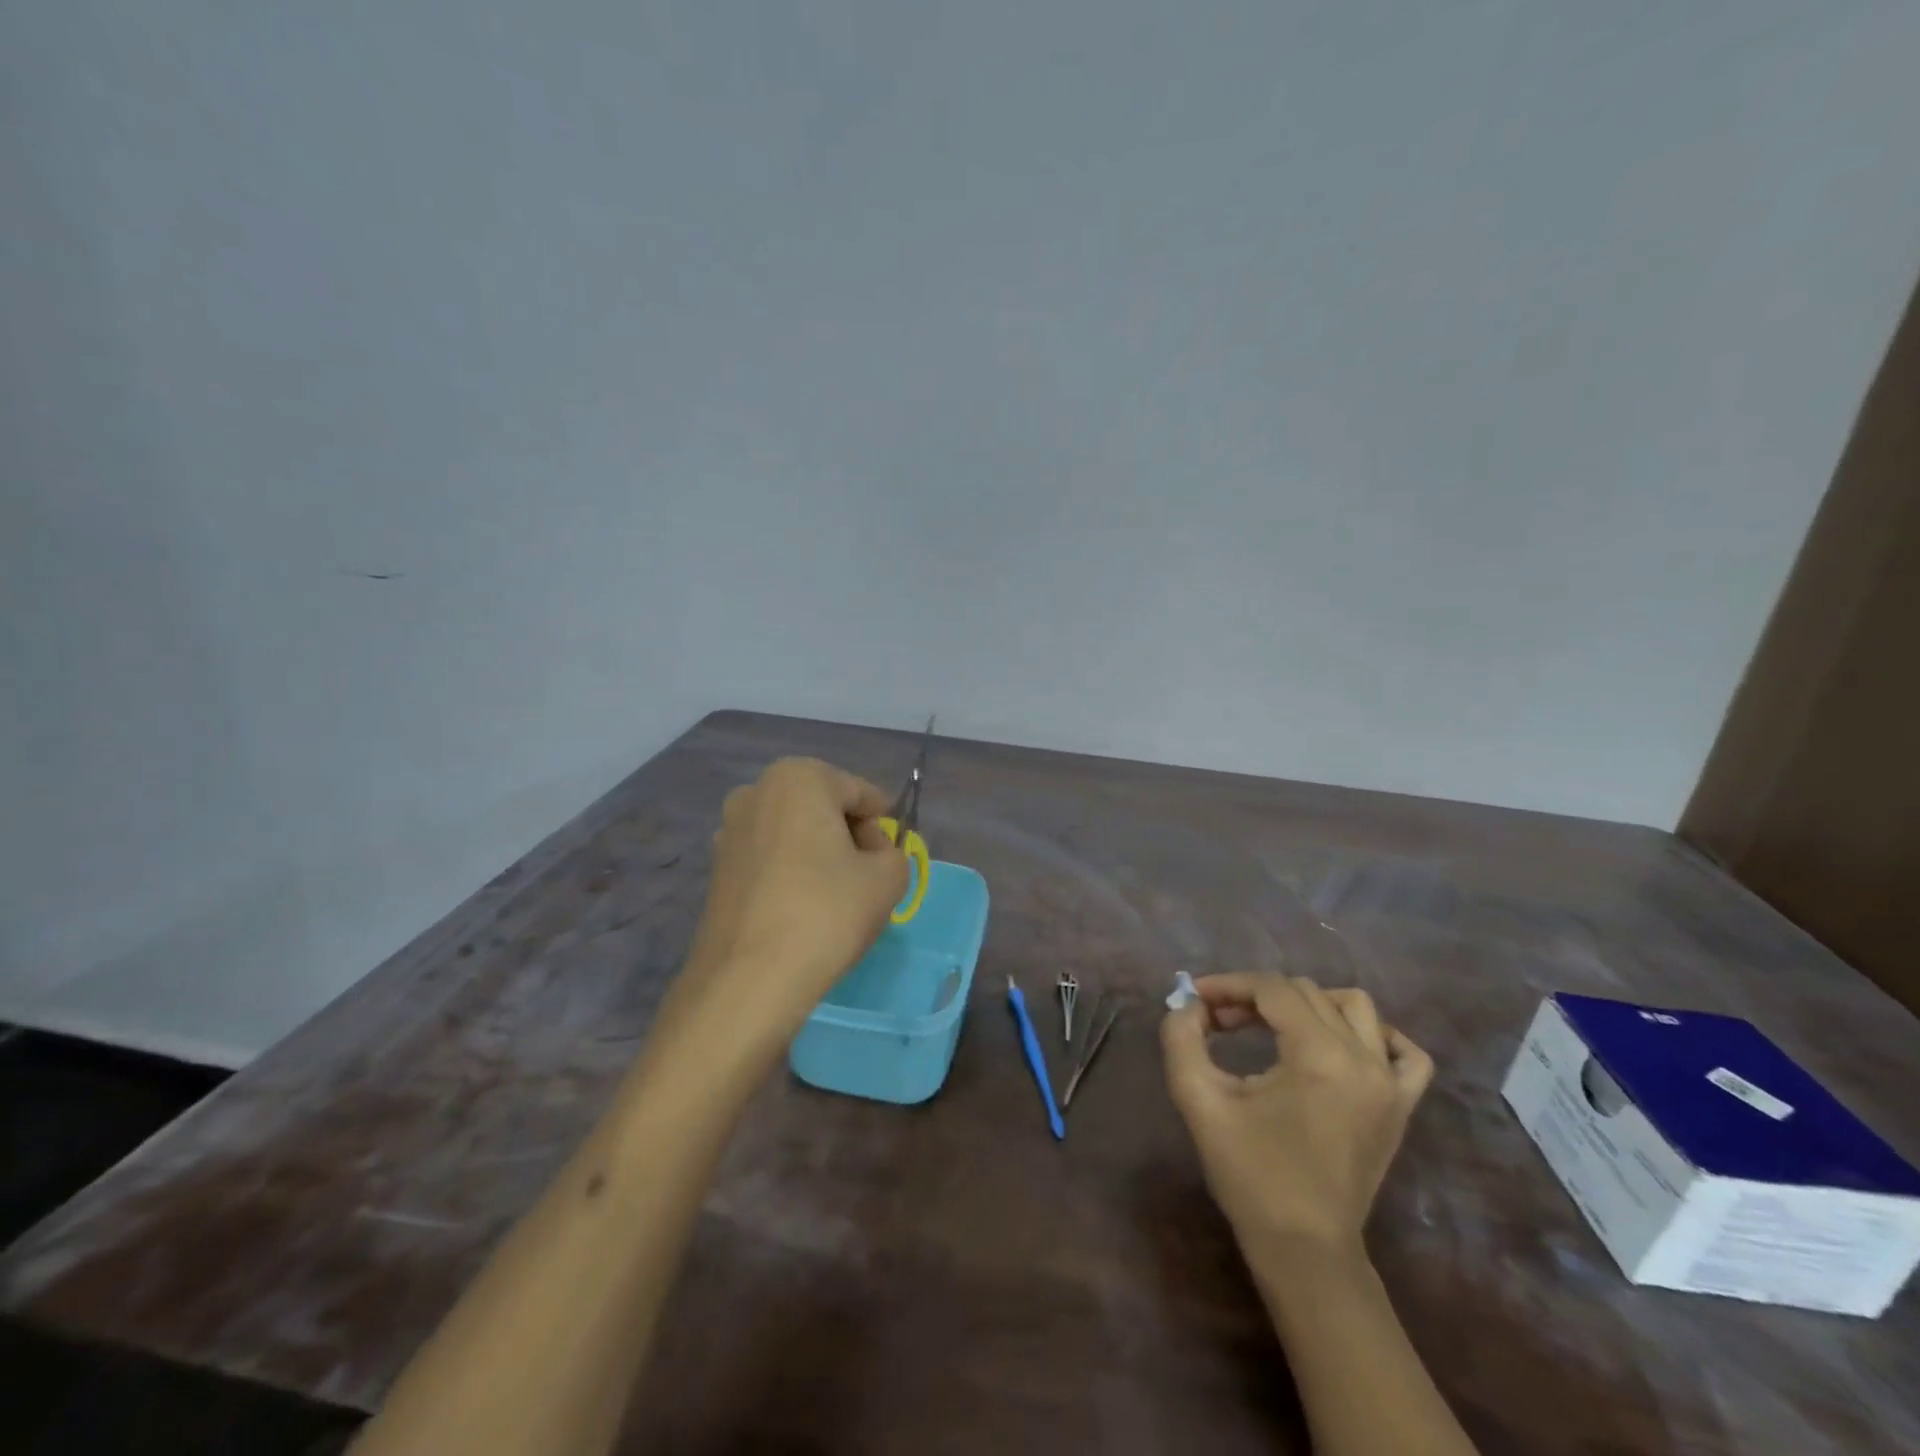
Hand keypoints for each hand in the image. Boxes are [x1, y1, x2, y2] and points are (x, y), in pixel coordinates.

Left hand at [675, 757, 908, 1049]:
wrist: (749, 980)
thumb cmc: (827, 913)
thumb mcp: (888, 879)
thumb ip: (894, 854)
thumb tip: (873, 854)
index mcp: (800, 777)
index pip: (861, 794)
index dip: (882, 827)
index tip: (890, 861)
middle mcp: (757, 791)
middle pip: (824, 808)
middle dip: (849, 837)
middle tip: (867, 880)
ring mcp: (730, 830)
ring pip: (795, 834)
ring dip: (819, 856)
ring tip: (835, 899)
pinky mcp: (716, 868)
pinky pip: (770, 858)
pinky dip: (791, 874)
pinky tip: (802, 911)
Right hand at [1161, 974, 1433, 1252]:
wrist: (1304, 1249)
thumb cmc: (1250, 1175)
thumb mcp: (1199, 1100)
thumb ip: (1182, 1039)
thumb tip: (1189, 1004)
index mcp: (1318, 1055)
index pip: (1271, 989)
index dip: (1228, 985)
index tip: (1195, 997)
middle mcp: (1362, 1058)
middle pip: (1305, 993)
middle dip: (1256, 997)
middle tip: (1219, 1022)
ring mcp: (1390, 1083)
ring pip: (1354, 1007)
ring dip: (1308, 1004)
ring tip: (1272, 1027)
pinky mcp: (1401, 1107)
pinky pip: (1404, 1052)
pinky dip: (1375, 1035)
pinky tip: (1341, 1046)